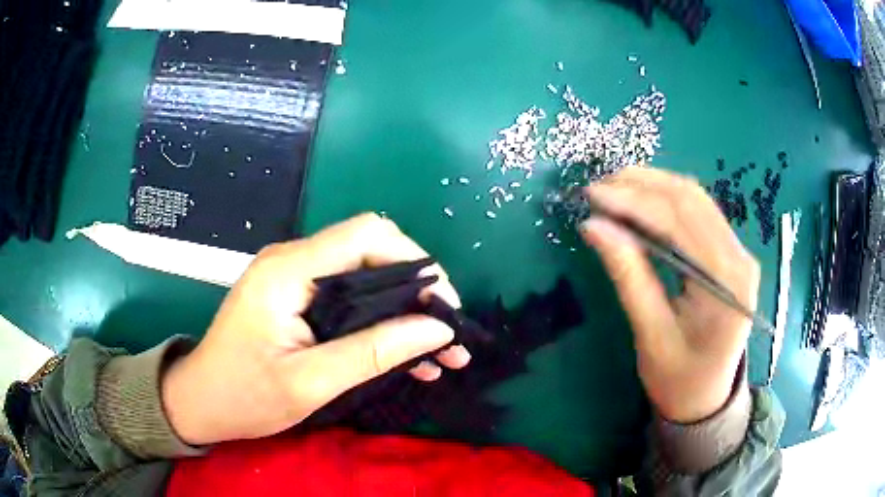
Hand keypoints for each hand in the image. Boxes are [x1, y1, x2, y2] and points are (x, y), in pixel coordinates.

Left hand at [161, 213, 470, 444]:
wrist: (200, 401)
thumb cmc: (244, 396)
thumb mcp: (310, 382)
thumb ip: (373, 352)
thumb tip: (436, 330)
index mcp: (289, 271)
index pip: (367, 235)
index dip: (416, 261)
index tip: (444, 306)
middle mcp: (293, 261)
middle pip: (372, 252)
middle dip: (418, 291)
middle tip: (447, 335)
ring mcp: (294, 279)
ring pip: (366, 277)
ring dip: (405, 311)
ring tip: (441, 352)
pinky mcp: (296, 298)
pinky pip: (349, 298)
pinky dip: (381, 322)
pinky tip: (408, 356)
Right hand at [580, 167, 759, 422]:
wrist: (707, 398)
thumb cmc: (678, 379)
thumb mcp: (650, 334)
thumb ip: (628, 276)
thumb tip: (594, 226)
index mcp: (725, 282)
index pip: (679, 221)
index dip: (634, 201)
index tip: (593, 196)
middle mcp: (739, 257)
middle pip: (690, 199)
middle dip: (642, 185)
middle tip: (597, 188)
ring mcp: (737, 252)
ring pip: (695, 199)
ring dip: (653, 187)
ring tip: (613, 188)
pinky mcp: (729, 253)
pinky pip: (698, 213)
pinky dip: (666, 201)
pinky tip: (641, 202)